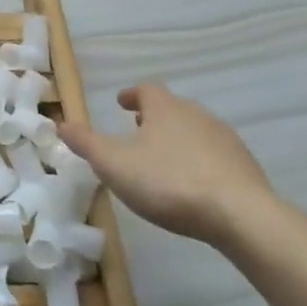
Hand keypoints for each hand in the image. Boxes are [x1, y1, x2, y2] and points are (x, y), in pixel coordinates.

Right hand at [58, 83, 274, 245]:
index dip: (132, 95)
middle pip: (173, 108)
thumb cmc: (168, 182)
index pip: (146, 90)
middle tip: (138, 131)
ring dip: (178, 139)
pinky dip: (200, 161)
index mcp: (165, 109)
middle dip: (154, 117)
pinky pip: (216, 156)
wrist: (241, 215)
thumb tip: (61, 123)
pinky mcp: (246, 167)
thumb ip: (86, 143)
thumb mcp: (113, 164)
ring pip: (195, 131)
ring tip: (163, 159)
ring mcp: (226, 140)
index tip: (121, 103)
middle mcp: (197, 115)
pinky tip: (192, 184)